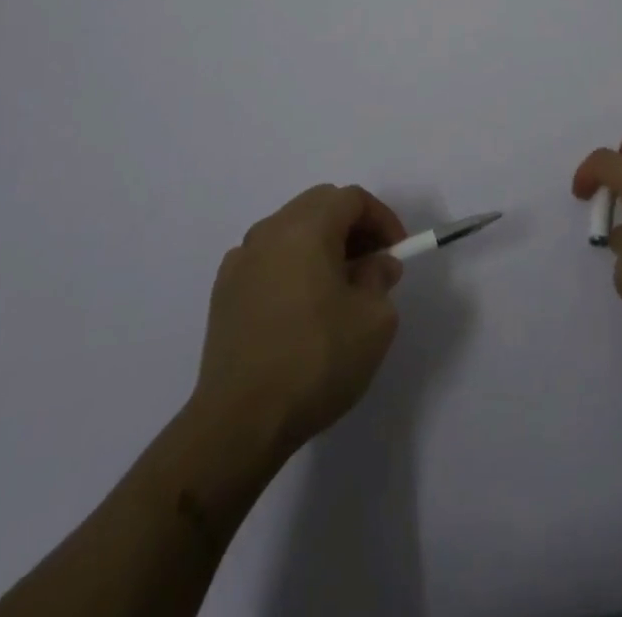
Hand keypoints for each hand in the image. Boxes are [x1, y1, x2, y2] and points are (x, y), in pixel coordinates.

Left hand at [192, 184, 406, 458]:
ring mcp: (241, 260)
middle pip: (319, 205)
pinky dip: (291, 266)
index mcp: (307, 227)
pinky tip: (300, 307)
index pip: (352, 198)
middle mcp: (270, 230)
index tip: (397, 251)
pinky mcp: (224, 291)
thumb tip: (376, 264)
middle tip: (372, 263)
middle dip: (352, 226)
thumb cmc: (316, 360)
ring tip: (338, 286)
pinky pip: (267, 259)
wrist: (239, 422)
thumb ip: (380, 278)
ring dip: (320, 245)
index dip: (382, 218)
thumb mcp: (374, 320)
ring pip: (291, 230)